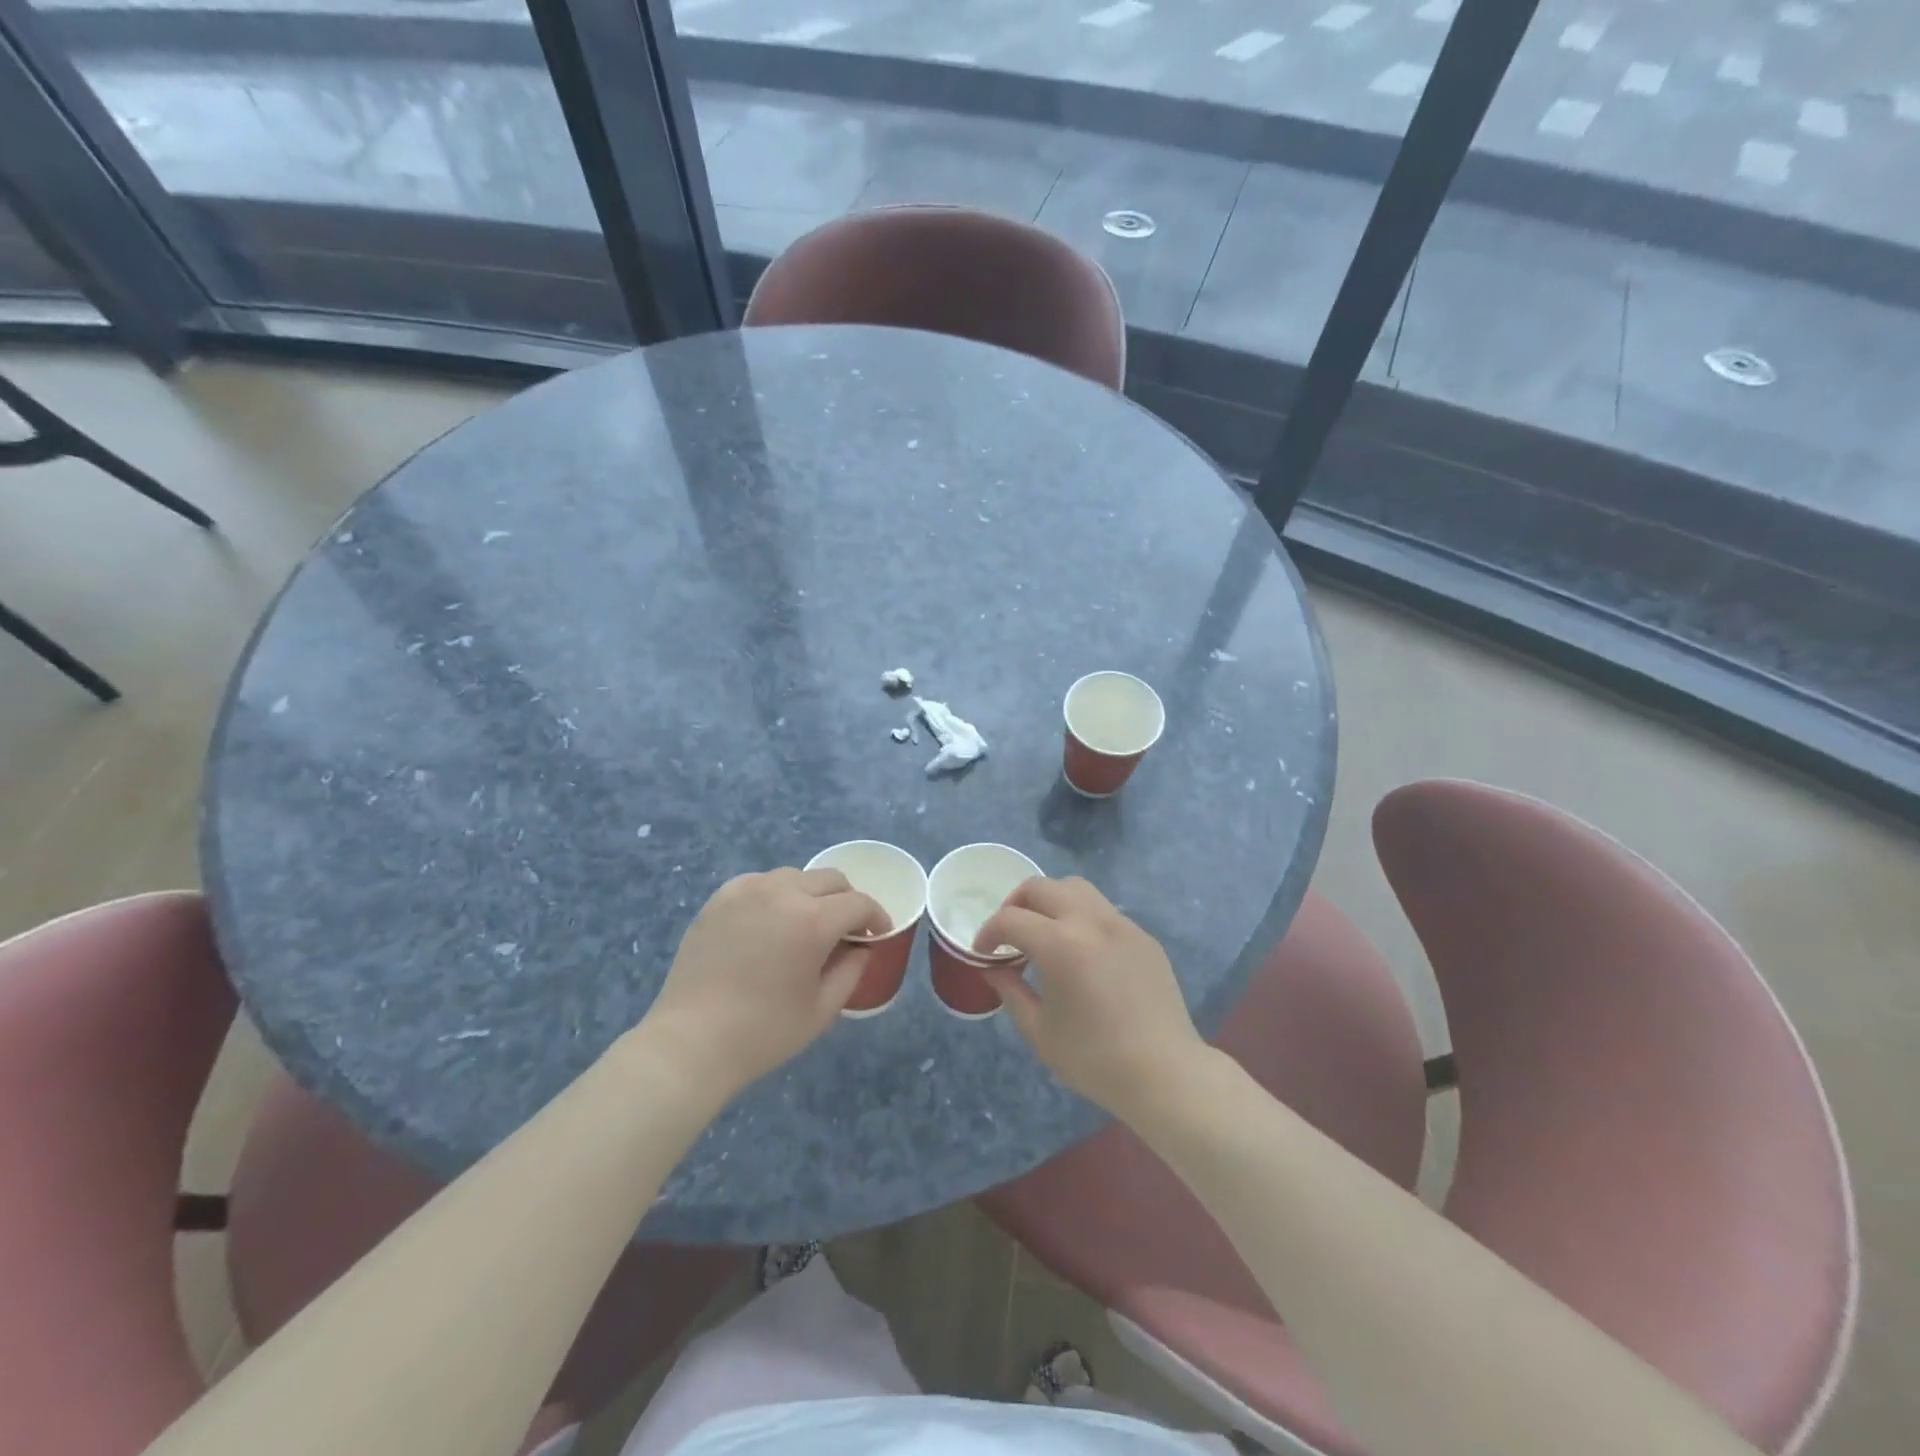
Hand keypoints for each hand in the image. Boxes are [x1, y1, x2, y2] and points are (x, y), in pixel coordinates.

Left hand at [641, 867, 888, 1102]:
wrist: (691, 1042)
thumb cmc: (764, 1032)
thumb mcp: (822, 1009)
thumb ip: (852, 970)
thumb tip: (861, 947)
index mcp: (812, 920)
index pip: (858, 903)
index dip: (876, 916)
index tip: (879, 933)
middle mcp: (782, 892)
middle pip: (830, 880)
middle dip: (847, 901)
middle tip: (846, 930)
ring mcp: (747, 890)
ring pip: (796, 877)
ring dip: (812, 895)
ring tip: (806, 925)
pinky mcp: (720, 898)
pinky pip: (761, 883)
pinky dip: (777, 896)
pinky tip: (771, 923)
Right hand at [974, 876, 1206, 1119]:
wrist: (1165, 1074)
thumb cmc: (1094, 1059)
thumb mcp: (1039, 1031)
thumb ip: (1011, 990)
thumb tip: (995, 968)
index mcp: (1060, 944)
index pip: (1010, 919)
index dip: (988, 933)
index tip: (983, 953)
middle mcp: (1090, 920)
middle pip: (1041, 887)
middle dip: (1015, 905)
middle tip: (1008, 935)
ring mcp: (1121, 924)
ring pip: (1075, 888)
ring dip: (1049, 900)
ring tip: (1043, 931)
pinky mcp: (1142, 936)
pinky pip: (1102, 910)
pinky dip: (1080, 917)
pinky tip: (1081, 951)